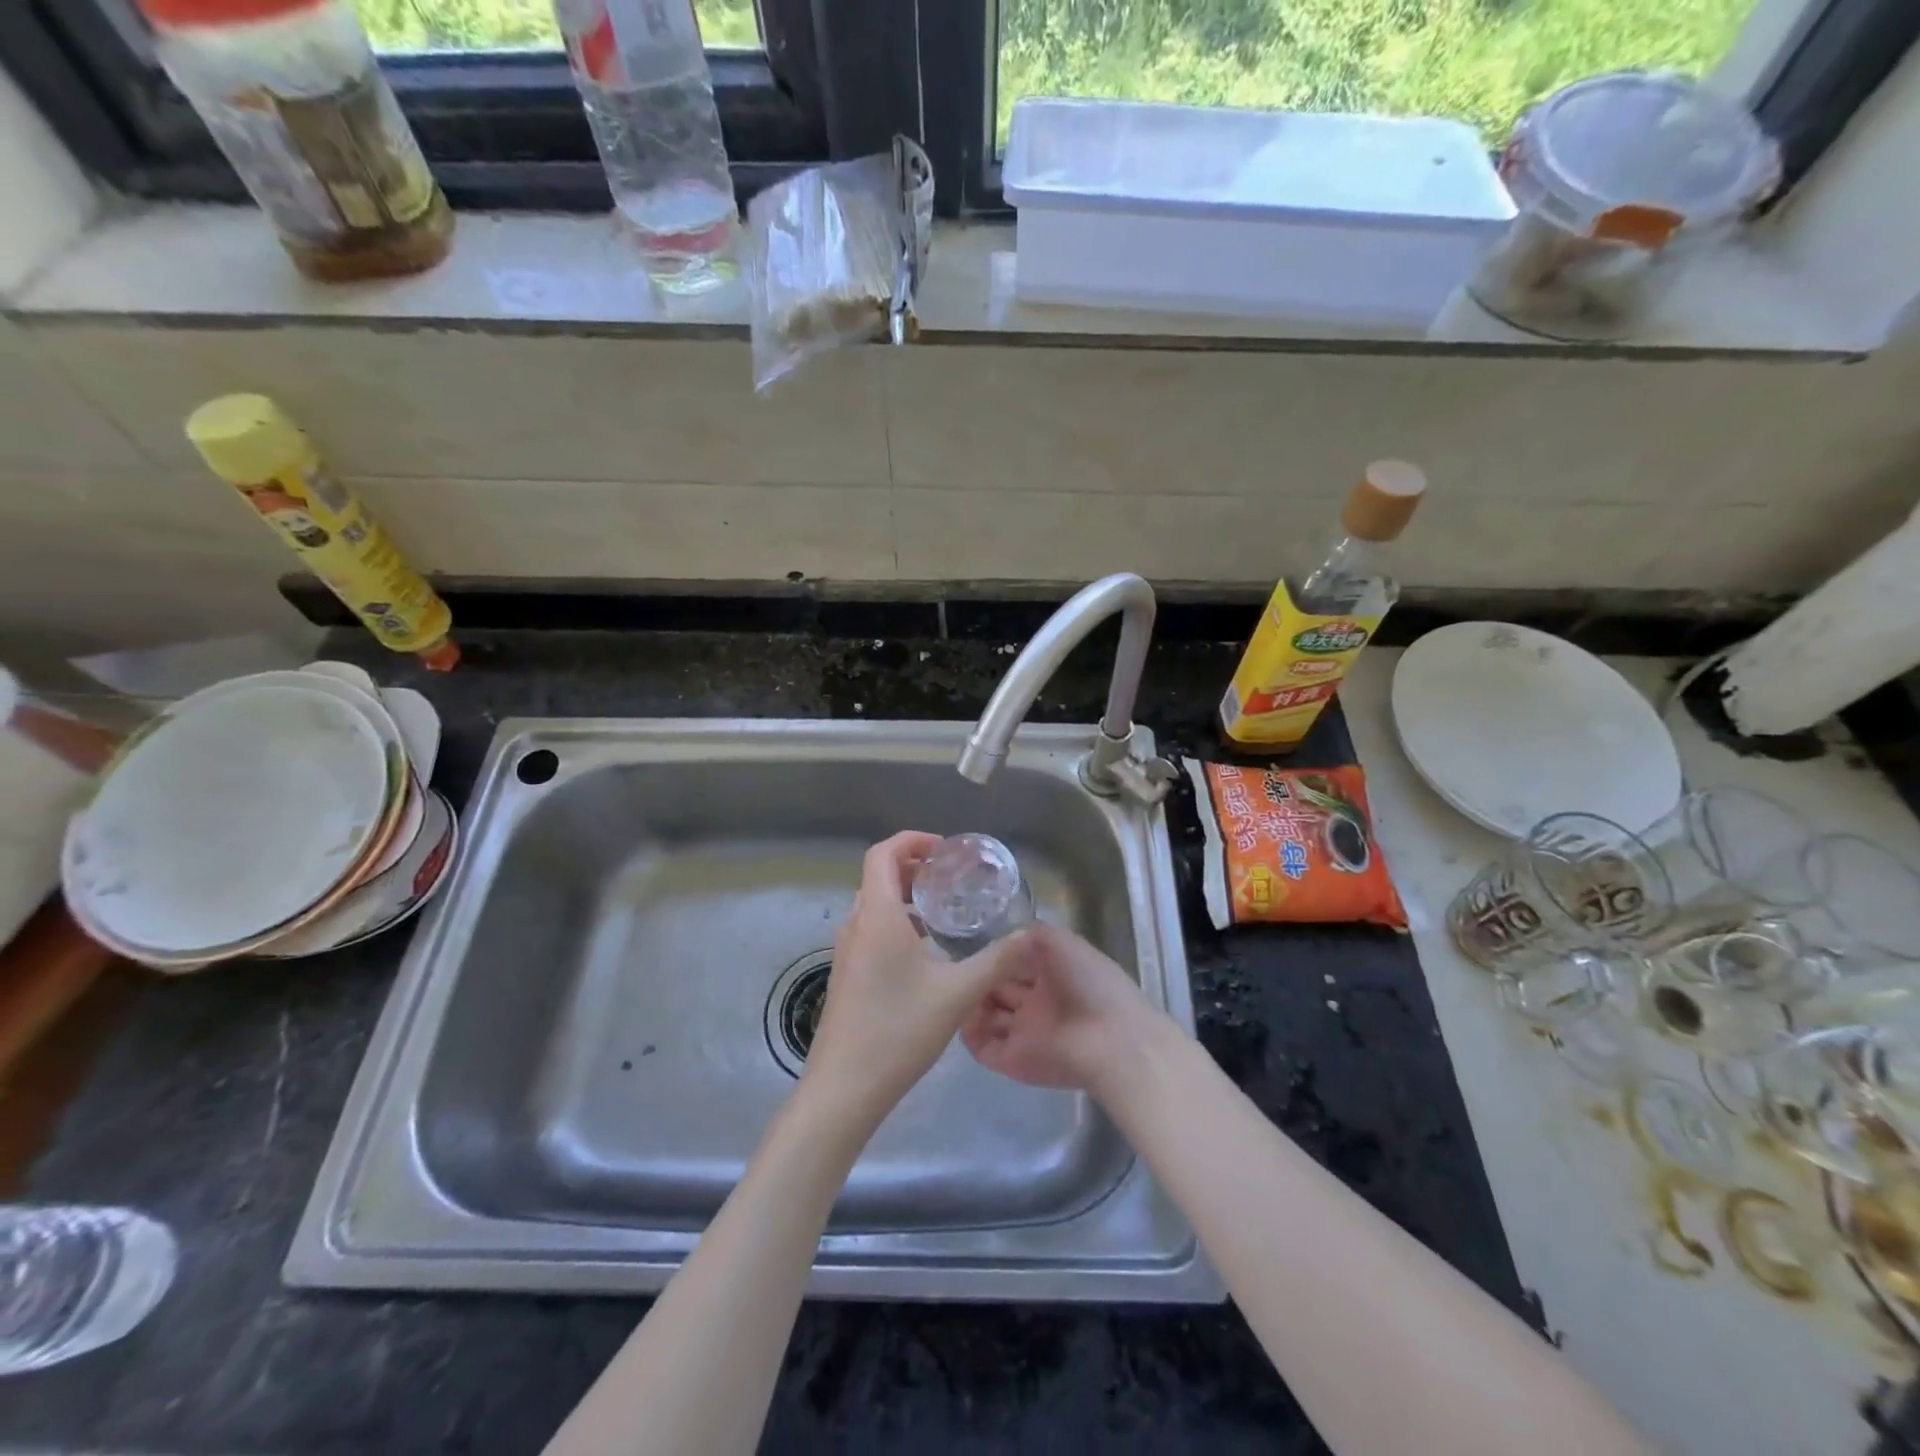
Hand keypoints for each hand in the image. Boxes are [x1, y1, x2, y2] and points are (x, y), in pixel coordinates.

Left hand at [802, 832, 1026, 1126]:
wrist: (844, 1088)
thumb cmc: (899, 1031)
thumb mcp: (958, 994)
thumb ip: (996, 961)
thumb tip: (1029, 935)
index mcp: (877, 916)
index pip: (882, 853)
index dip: (912, 841)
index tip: (945, 851)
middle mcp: (856, 925)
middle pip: (878, 875)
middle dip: (913, 868)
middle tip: (950, 878)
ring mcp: (846, 951)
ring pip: (873, 904)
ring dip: (904, 897)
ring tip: (943, 912)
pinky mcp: (846, 975)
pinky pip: (870, 930)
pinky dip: (895, 923)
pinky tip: (925, 952)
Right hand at [961, 922, 1156, 1094]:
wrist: (1110, 1040)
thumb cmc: (1088, 983)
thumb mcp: (1062, 942)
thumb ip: (1031, 935)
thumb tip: (1004, 941)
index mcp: (1052, 974)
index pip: (1015, 963)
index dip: (996, 956)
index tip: (973, 947)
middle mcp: (1038, 1003)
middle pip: (999, 989)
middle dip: (980, 978)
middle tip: (957, 968)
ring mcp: (1026, 1033)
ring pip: (989, 1017)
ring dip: (971, 1004)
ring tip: (955, 989)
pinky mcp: (1015, 1061)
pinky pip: (984, 1047)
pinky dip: (969, 1033)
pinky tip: (958, 1014)